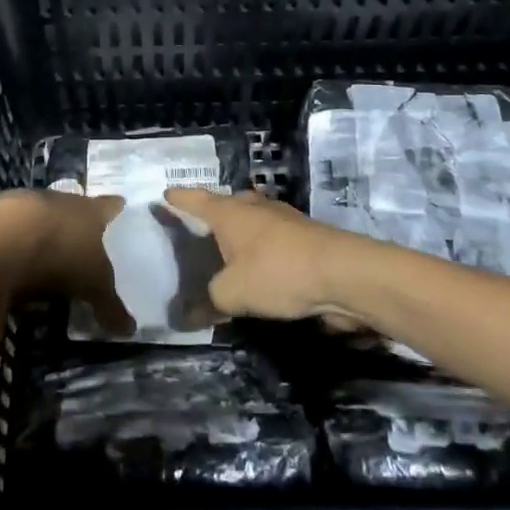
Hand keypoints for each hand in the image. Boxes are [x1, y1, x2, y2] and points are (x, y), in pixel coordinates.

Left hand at [0, 189, 132, 335]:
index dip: (116, 211)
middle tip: (82, 244)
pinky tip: (9, 264)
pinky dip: (10, 244)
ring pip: (38, 216)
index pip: (110, 205)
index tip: (121, 214)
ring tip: (44, 257)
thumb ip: (110, 305)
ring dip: (40, 232)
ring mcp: (22, 203)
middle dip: (76, 224)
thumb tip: (130, 330)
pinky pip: (7, 230)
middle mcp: (58, 198)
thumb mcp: (92, 286)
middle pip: (72, 207)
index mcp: (89, 209)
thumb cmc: (58, 256)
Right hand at [161, 187, 372, 324]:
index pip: (196, 200)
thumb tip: (189, 314)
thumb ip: (209, 301)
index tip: (165, 195)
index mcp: (230, 213)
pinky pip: (273, 240)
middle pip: (228, 205)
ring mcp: (284, 220)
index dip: (179, 199)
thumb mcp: (232, 293)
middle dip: (215, 215)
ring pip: (254, 222)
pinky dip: (262, 251)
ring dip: (242, 234)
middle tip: (199, 230)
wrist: (344, 274)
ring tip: (228, 252)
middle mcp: (255, 208)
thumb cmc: (278, 273)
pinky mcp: (306, 239)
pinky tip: (260, 270)